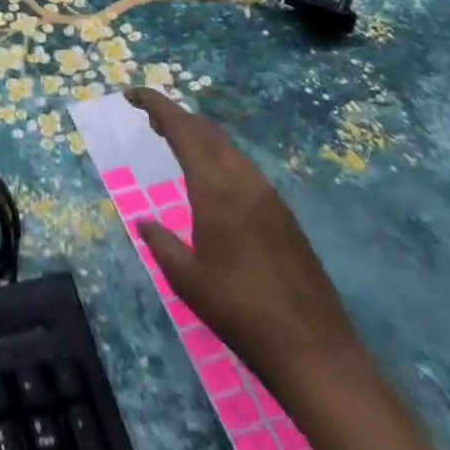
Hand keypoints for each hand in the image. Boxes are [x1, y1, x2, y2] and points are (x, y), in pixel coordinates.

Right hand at [124, 86, 362, 390]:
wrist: (317, 355)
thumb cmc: (241, 312)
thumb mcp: (186, 279)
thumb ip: (161, 242)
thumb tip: (145, 223)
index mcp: (215, 187)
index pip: (182, 128)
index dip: (156, 104)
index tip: (132, 94)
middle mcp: (244, 181)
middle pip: (207, 130)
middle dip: (177, 117)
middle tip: (150, 120)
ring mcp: (270, 198)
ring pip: (229, 148)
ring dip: (200, 138)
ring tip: (177, 147)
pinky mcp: (286, 217)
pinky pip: (245, 170)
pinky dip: (220, 159)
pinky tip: (213, 184)